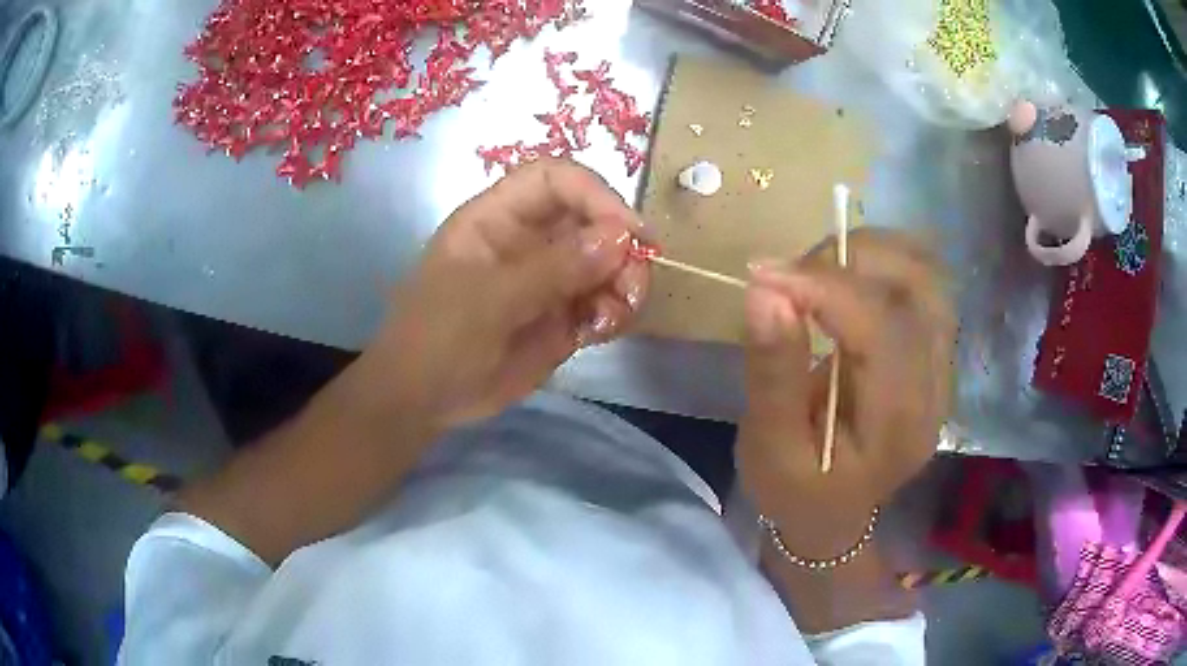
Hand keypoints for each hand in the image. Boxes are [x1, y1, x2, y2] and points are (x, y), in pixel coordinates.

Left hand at [361, 159, 649, 431]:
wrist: (424, 401)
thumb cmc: (438, 338)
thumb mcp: (488, 300)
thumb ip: (553, 269)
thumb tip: (619, 239)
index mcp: (497, 218)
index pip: (554, 180)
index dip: (594, 194)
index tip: (629, 231)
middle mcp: (529, 240)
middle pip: (591, 219)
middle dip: (621, 246)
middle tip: (633, 284)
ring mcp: (548, 279)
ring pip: (606, 262)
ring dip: (624, 283)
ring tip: (615, 317)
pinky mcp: (562, 316)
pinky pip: (602, 302)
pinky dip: (614, 313)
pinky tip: (602, 332)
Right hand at [738, 229, 954, 558]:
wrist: (834, 516)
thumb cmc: (796, 494)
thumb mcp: (770, 449)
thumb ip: (772, 374)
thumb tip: (765, 291)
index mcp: (898, 425)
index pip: (883, 329)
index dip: (826, 287)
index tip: (764, 275)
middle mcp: (935, 389)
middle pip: (919, 287)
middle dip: (852, 260)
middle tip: (794, 275)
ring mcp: (942, 368)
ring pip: (926, 275)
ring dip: (871, 255)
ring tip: (818, 273)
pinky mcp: (934, 354)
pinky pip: (921, 286)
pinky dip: (882, 266)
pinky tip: (845, 282)